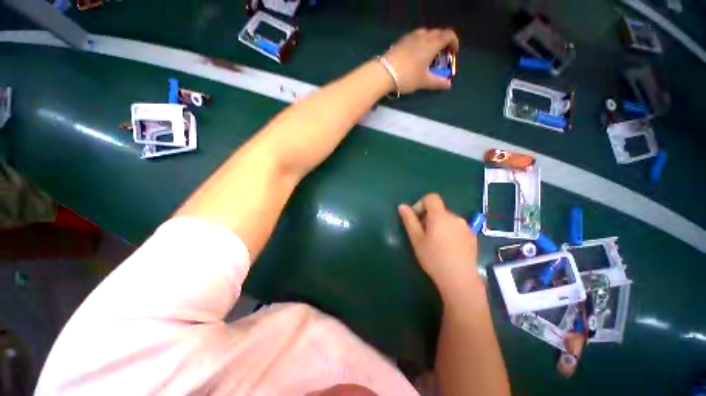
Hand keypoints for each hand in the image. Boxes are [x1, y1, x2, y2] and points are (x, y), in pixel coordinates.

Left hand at [383, 28, 458, 93]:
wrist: (384, 73)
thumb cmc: (407, 77)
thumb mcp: (423, 82)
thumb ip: (437, 82)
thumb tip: (449, 85)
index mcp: (432, 44)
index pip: (448, 35)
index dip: (454, 41)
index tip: (453, 52)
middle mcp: (423, 36)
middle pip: (438, 33)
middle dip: (443, 42)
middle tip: (441, 56)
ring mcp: (410, 37)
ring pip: (426, 34)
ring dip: (431, 41)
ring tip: (428, 55)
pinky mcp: (401, 41)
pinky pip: (415, 37)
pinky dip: (420, 42)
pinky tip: (415, 54)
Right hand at [398, 193, 481, 297]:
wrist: (460, 280)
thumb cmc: (434, 258)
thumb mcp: (416, 239)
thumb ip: (409, 220)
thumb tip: (402, 206)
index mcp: (440, 216)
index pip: (431, 197)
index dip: (421, 204)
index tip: (416, 218)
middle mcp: (455, 217)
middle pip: (438, 209)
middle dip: (428, 218)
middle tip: (423, 235)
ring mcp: (466, 227)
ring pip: (447, 219)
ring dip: (439, 225)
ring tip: (435, 243)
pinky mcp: (473, 236)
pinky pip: (457, 228)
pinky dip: (449, 231)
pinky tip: (448, 248)